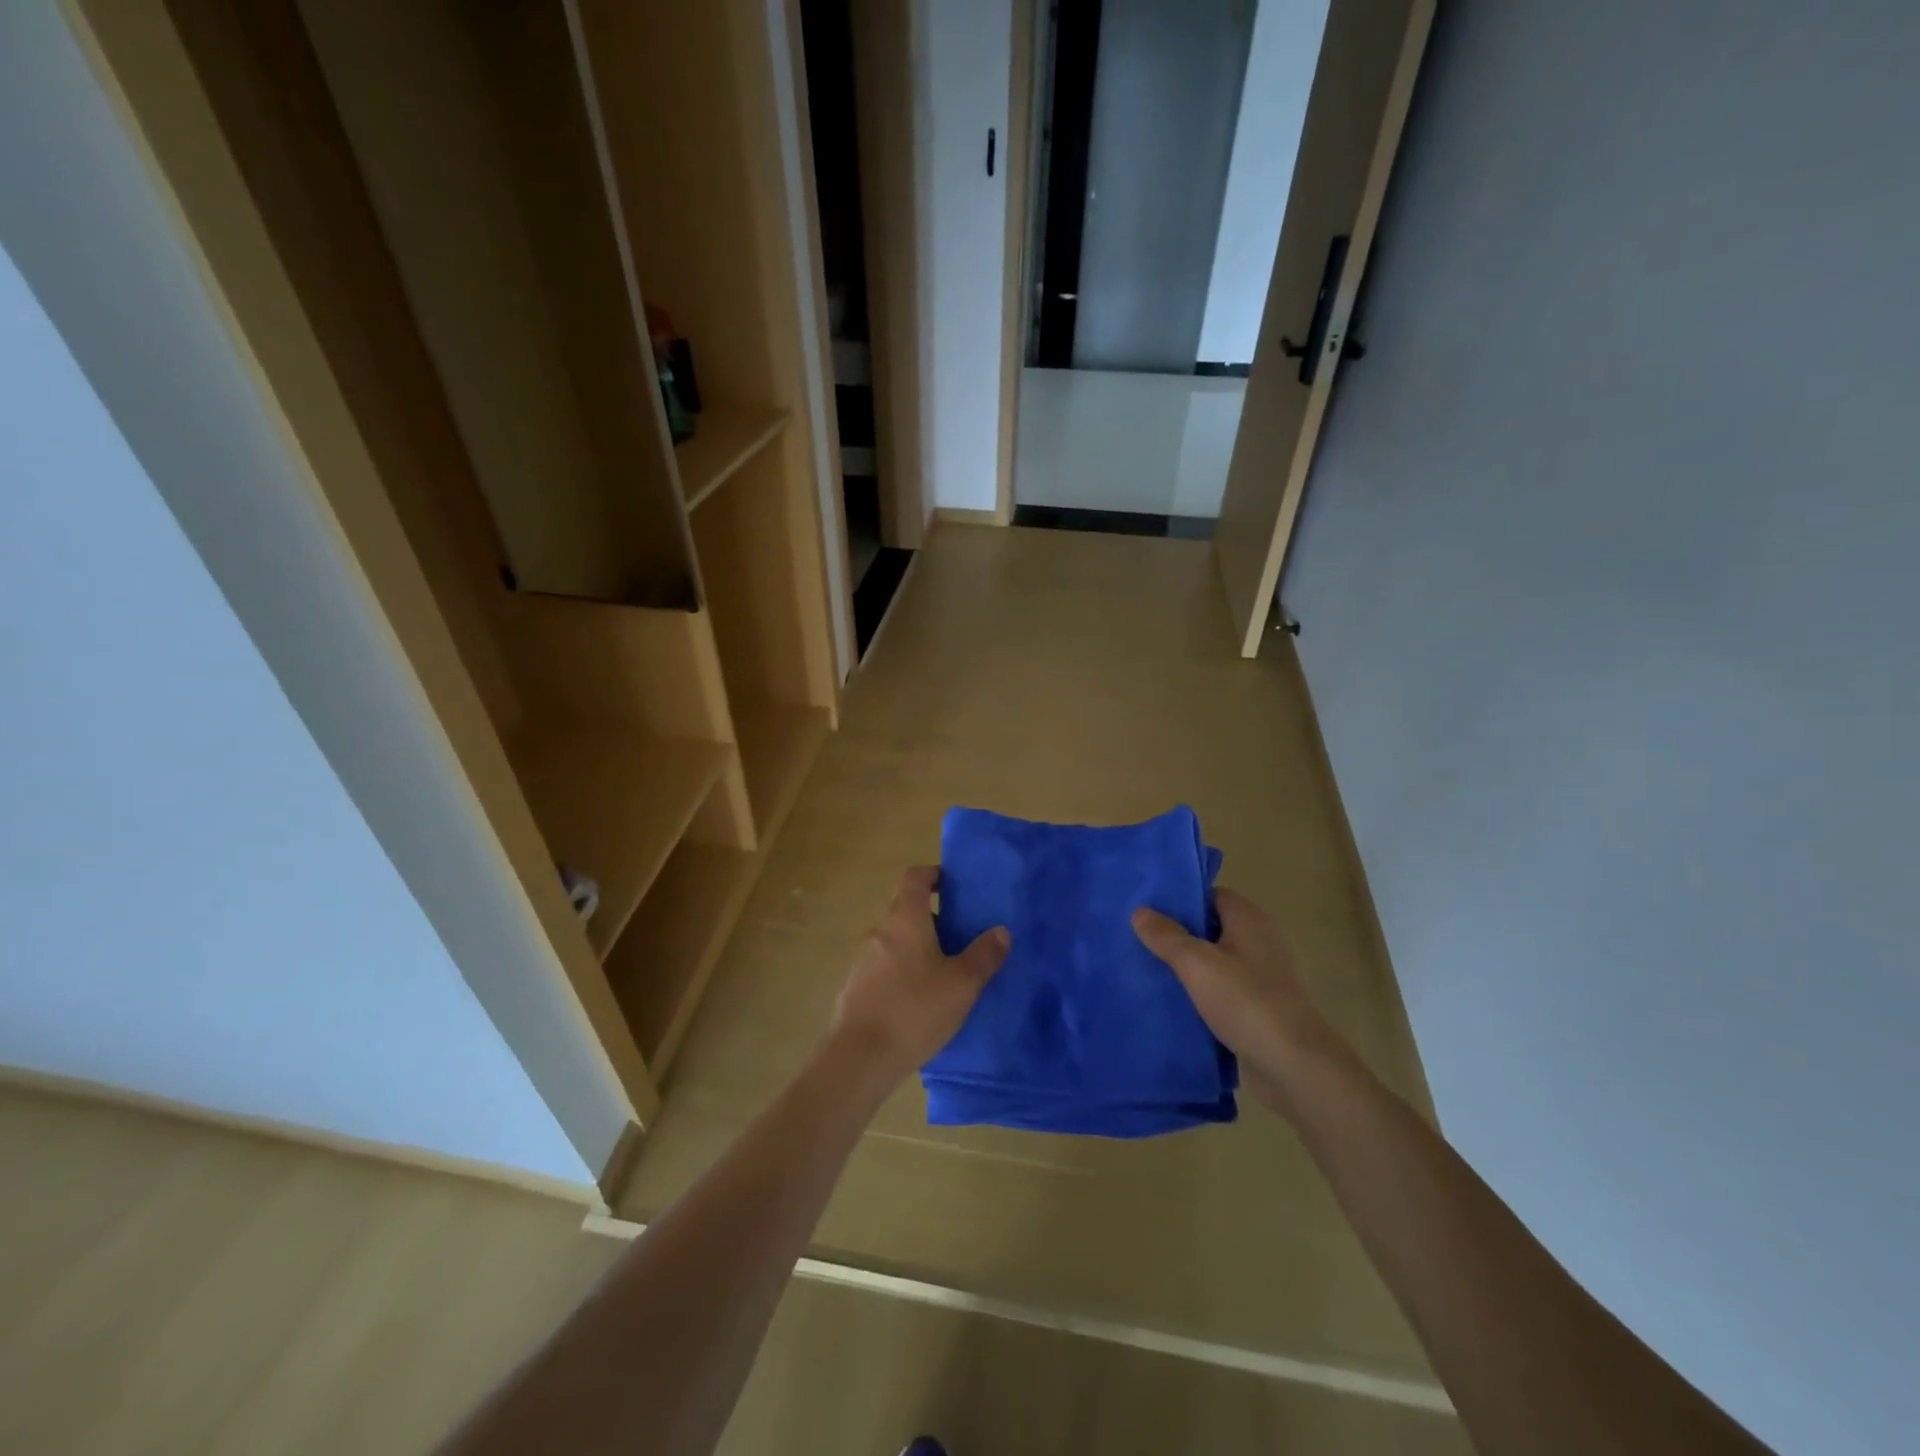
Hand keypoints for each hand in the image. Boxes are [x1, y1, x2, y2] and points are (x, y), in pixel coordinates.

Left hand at [830, 866, 1009, 1085]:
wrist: (860, 1058)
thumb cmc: (915, 1009)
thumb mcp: (962, 983)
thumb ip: (984, 954)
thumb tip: (1001, 930)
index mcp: (905, 919)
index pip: (915, 877)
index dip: (934, 874)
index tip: (954, 886)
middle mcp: (881, 932)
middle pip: (906, 910)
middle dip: (934, 919)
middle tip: (962, 938)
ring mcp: (864, 961)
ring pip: (896, 942)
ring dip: (919, 949)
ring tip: (946, 974)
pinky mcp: (857, 989)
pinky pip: (886, 969)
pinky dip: (904, 973)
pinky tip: (921, 1003)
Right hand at [1132, 888, 1340, 1110]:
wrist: (1294, 1065)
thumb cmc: (1245, 1001)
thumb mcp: (1196, 963)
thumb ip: (1167, 936)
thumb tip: (1140, 911)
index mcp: (1250, 919)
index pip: (1211, 895)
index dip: (1181, 900)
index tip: (1148, 910)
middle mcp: (1261, 940)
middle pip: (1213, 928)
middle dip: (1179, 934)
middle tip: (1141, 940)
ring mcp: (1265, 975)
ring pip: (1217, 961)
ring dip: (1190, 967)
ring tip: (1150, 971)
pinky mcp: (1263, 1007)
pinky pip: (1225, 990)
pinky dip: (1204, 993)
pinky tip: (1176, 1003)